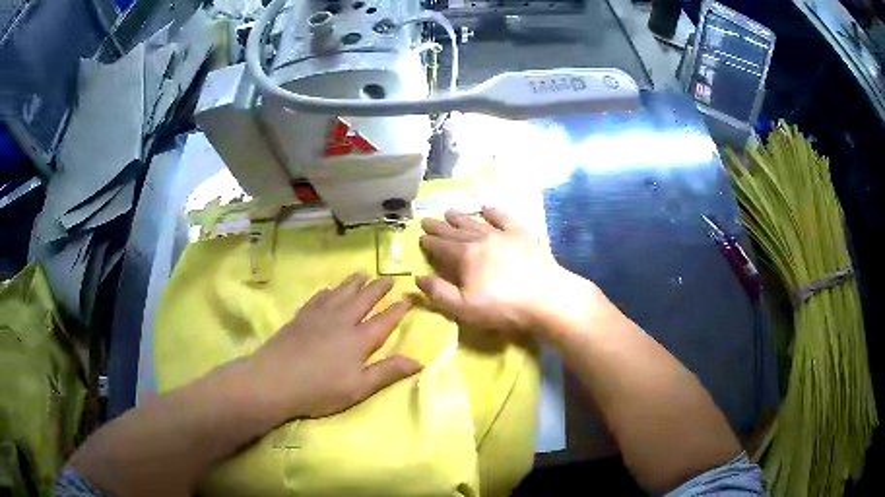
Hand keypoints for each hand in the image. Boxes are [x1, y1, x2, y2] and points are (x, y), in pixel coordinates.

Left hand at [243, 273, 421, 425]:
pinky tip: (329, 289)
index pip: (384, 320)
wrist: (275, 380)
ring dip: (355, 282)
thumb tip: (420, 360)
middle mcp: (341, 321)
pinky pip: (319, 296)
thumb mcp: (359, 388)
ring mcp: (319, 316)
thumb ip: (388, 372)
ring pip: (341, 292)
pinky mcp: (301, 317)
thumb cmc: (320, 390)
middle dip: (378, 288)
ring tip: (364, 273)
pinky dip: (329, 290)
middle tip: (389, 277)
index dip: (398, 309)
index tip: (409, 298)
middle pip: (363, 299)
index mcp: (358, 339)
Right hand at [417, 206, 601, 336]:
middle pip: (456, 231)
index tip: (420, 236)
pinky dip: (493, 212)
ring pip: (476, 222)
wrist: (547, 297)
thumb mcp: (464, 308)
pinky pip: (504, 218)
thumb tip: (418, 278)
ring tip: (449, 211)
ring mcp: (503, 234)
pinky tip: (487, 208)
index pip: (442, 246)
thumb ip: (439, 293)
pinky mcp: (523, 234)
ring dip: (461, 217)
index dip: (430, 242)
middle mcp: (481, 239)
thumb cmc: (503, 307)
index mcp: (465, 256)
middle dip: (440, 227)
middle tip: (427, 220)